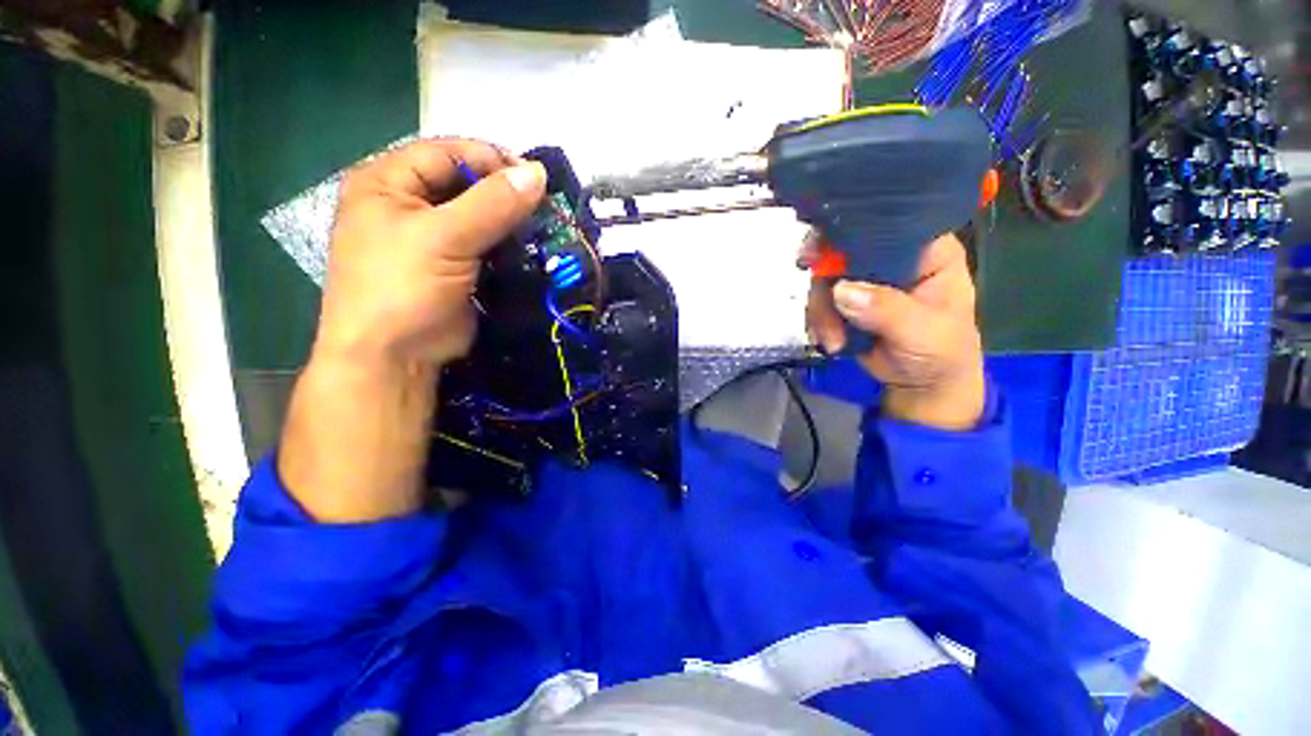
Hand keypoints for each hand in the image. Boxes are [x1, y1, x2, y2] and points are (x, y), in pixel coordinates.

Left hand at [314, 139, 546, 370]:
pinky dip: (509, 246)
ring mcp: (434, 238)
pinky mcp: (456, 267)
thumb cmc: (402, 287)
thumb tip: (537, 173)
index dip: (490, 160)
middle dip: (505, 194)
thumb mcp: (444, 238)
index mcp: (388, 183)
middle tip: (545, 207)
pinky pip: (487, 245)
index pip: (447, 153)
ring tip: (544, 228)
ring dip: (511, 222)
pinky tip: (531, 249)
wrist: (396, 356)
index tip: (534, 178)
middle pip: (465, 184)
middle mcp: (409, 204)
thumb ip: (492, 204)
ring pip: (481, 216)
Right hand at [804, 232, 984, 429]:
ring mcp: (867, 280)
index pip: (886, 226)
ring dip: (822, 311)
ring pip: (826, 278)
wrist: (922, 386)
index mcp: (927, 251)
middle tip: (817, 303)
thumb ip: (887, 310)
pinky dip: (819, 321)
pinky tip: (832, 342)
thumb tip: (841, 291)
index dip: (851, 233)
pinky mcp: (847, 301)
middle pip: (845, 250)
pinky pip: (821, 300)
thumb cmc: (941, 353)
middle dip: (826, 279)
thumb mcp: (922, 331)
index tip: (818, 253)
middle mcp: (894, 258)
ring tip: (833, 340)